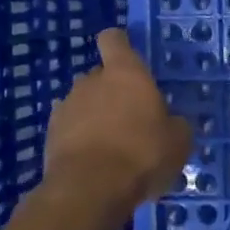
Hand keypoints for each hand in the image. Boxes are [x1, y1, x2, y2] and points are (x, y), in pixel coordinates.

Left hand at [43, 29, 193, 208]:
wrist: (90, 190)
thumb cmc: (143, 153)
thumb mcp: (179, 140)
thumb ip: (175, 124)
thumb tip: (172, 122)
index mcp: (126, 73)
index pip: (114, 39)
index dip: (120, 44)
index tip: (130, 57)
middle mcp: (92, 81)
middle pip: (100, 74)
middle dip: (113, 90)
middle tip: (132, 116)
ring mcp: (66, 106)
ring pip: (84, 101)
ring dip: (96, 114)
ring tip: (112, 142)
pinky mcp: (50, 134)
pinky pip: (70, 127)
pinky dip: (80, 137)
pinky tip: (94, 158)